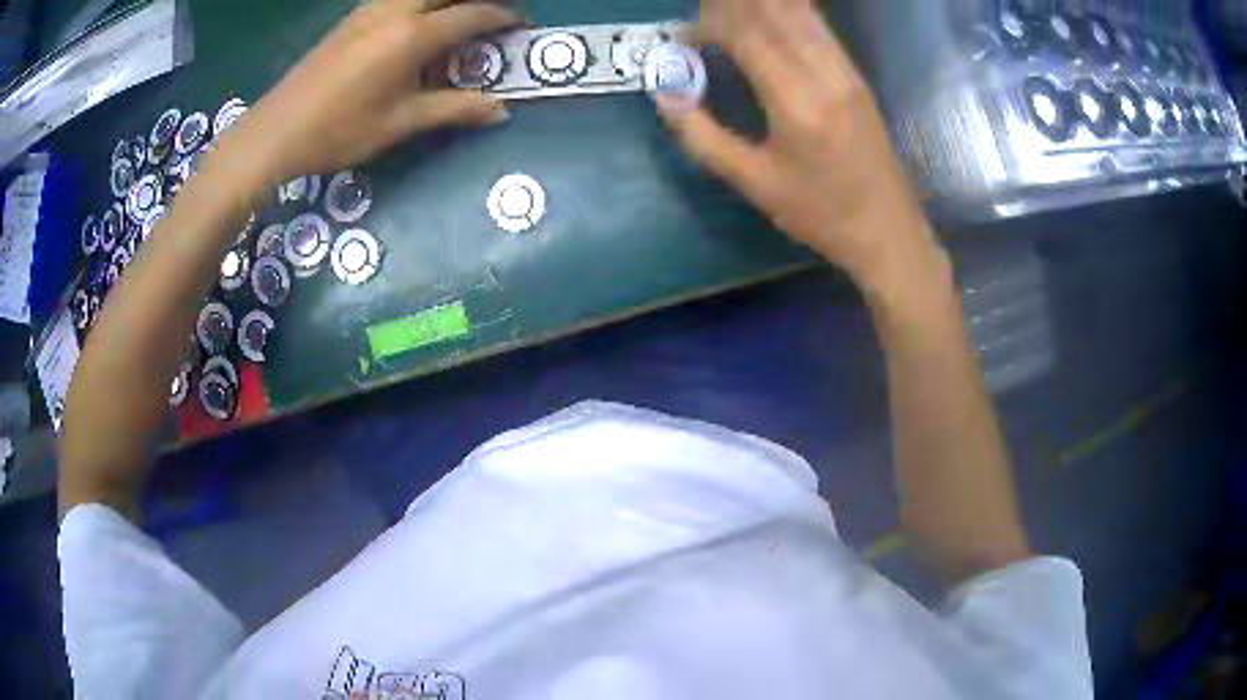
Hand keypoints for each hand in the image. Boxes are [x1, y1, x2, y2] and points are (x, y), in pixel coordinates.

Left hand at [228, 0, 521, 184]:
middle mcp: (395, 10)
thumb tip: (500, 111)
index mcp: (412, 36)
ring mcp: (370, 9)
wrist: (275, 132)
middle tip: (493, 15)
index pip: (474, 13)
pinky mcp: (353, 16)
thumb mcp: (400, 123)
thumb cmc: (339, 131)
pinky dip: (421, 3)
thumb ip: (454, 108)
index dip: (504, 17)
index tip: (522, 26)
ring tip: (460, 18)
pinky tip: (419, 24)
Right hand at [660, 0, 944, 295]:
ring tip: (728, 17)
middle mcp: (824, 73)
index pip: (747, 33)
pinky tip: (767, 20)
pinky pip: (817, 25)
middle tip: (703, 21)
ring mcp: (845, 70)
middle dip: (731, 7)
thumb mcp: (754, 184)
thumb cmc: (820, 214)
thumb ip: (703, 137)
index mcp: (796, 102)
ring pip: (798, 11)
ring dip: (759, 7)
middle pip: (773, 11)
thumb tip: (666, 95)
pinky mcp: (855, 74)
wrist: (888, 229)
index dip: (709, 25)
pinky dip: (786, 13)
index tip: (684, 38)